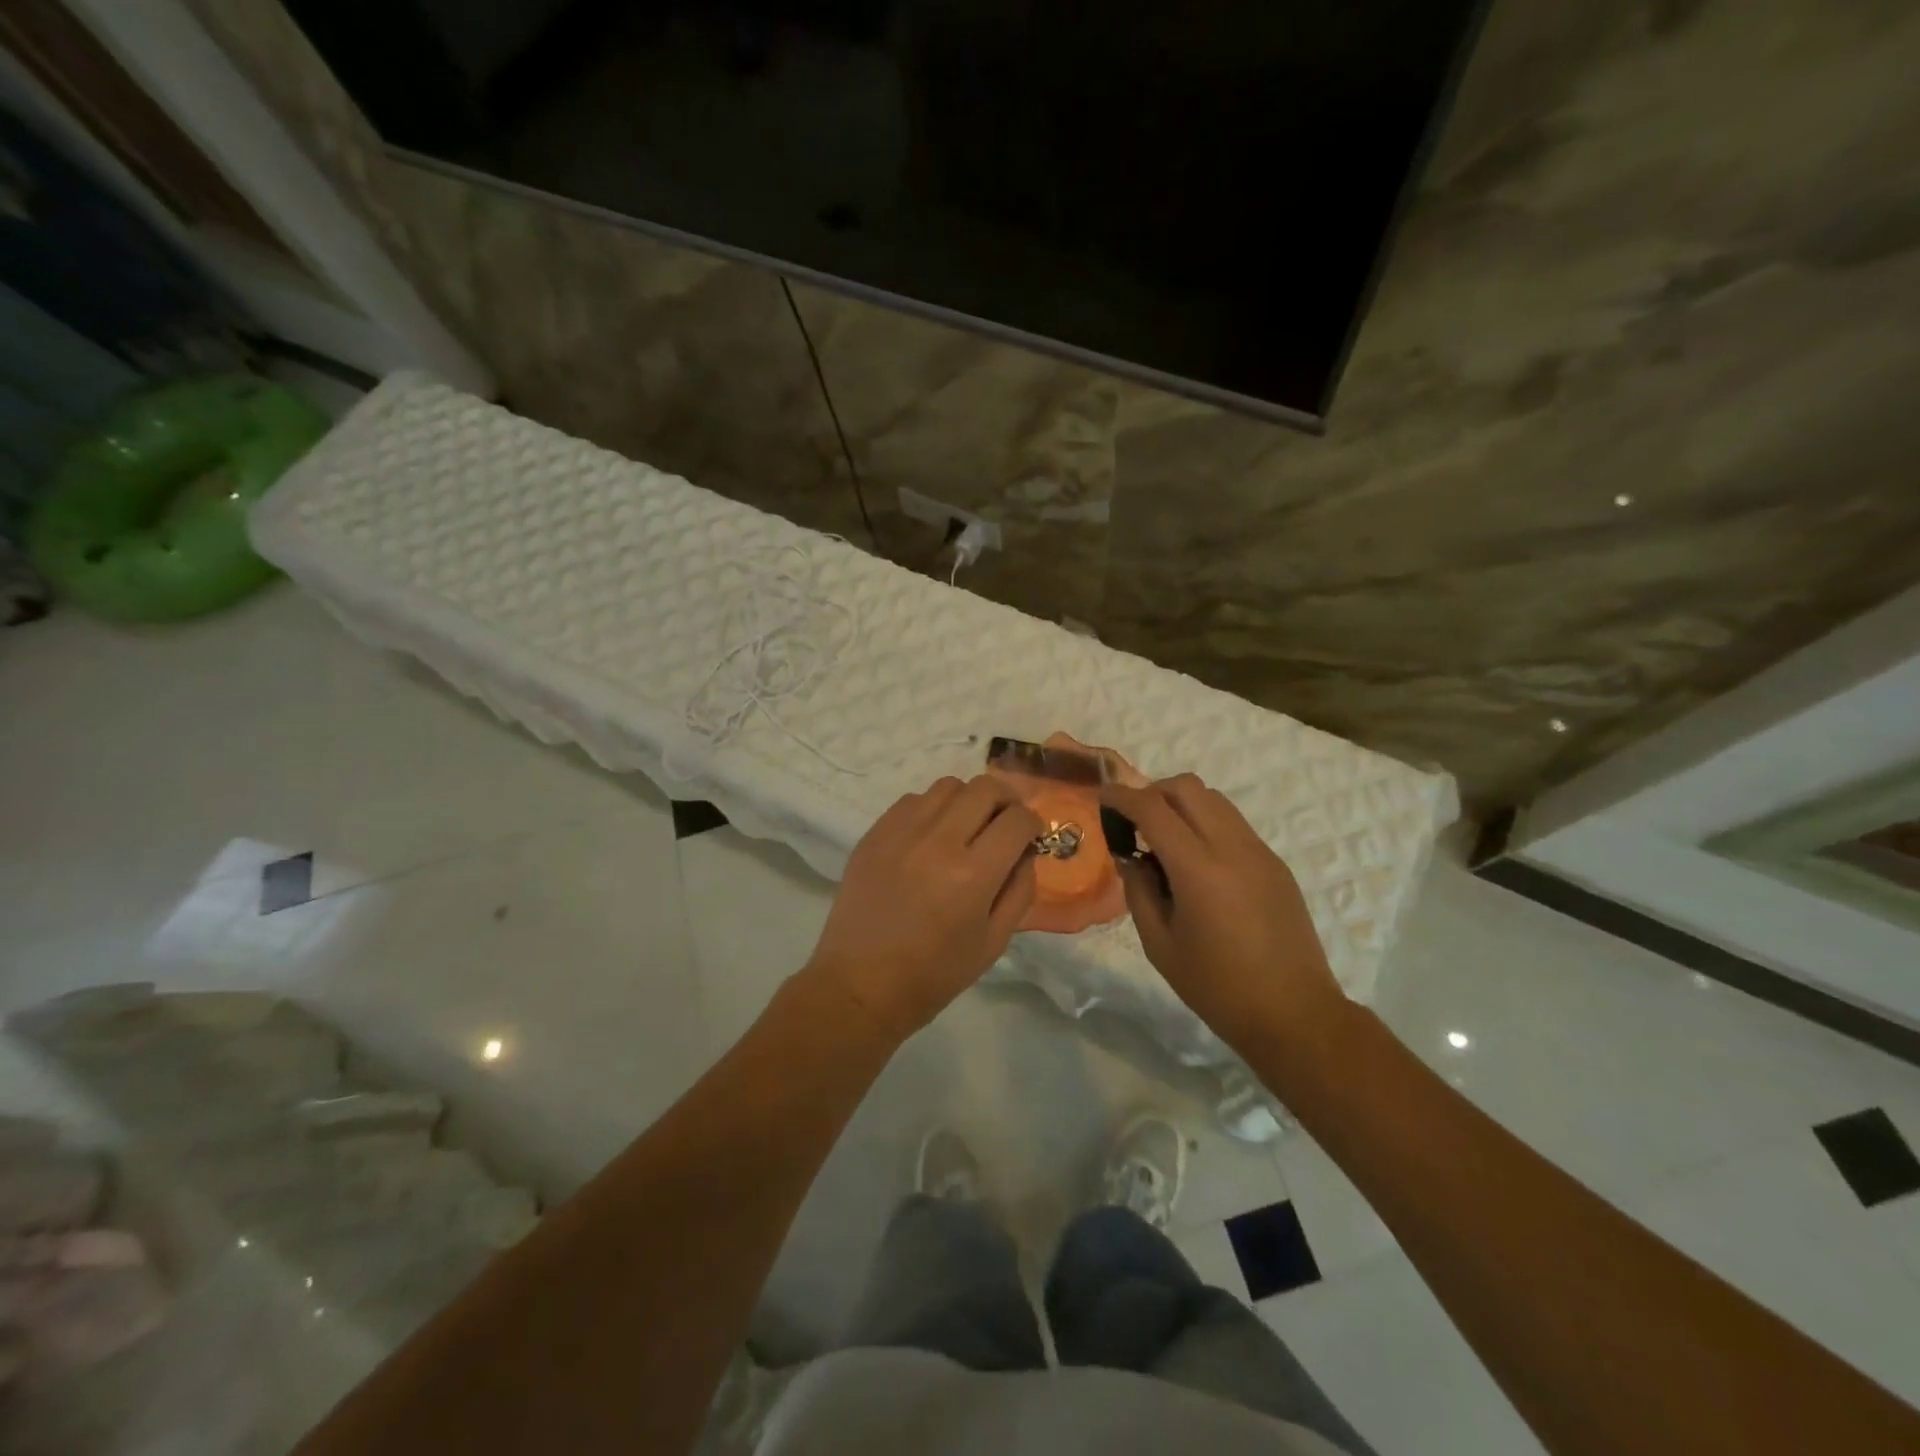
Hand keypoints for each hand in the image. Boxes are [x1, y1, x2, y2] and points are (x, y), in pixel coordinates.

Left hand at [805, 776, 1043, 1040]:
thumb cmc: (934, 974)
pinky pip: (913, 800)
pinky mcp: (875, 833)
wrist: (860, 985)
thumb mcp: (994, 942)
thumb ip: (1019, 890)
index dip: (1033, 824)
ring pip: (948, 786)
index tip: (1030, 837)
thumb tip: (1025, 851)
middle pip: (985, 788)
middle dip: (1006, 801)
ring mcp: (901, 832)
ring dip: (968, 800)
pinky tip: (930, 836)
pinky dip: (932, 809)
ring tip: (966, 827)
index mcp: (972, 875)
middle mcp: (938, 842)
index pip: (1017, 820)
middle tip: (1005, 823)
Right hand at [1102, 775, 1342, 1050]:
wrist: (1294, 1014)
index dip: (1122, 796)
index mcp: (1198, 869)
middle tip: (1133, 821)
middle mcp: (1231, 847)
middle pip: (1186, 787)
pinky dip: (1205, 823)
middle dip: (1152, 791)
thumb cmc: (1218, 987)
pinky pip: (1233, 823)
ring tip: (1164, 839)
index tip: (1102, 796)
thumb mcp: (1160, 944)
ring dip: (1181, 804)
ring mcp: (1259, 852)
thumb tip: (1131, 857)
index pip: (1152, 808)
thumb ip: (1139, 891)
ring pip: (1214, 799)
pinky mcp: (1275, 863)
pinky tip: (1196, 862)